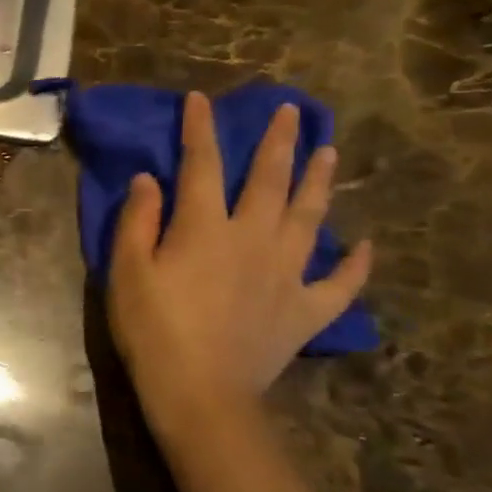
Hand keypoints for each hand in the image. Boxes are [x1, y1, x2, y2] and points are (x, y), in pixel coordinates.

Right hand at [107, 92, 371, 431]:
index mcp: (205, 227)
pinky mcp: (306, 310)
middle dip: (278, 142)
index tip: (201, 99)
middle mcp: (253, 238)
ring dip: (320, 182)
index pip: (202, 165)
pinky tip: (364, 245)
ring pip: (310, 217)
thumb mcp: (127, 271)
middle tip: (293, 111)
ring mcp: (287, 274)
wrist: (199, 392)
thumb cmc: (153, 328)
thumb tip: (150, 179)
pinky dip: (355, 264)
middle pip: (269, 180)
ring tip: (330, 152)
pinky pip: (340, 283)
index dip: (200, 130)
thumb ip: (138, 220)